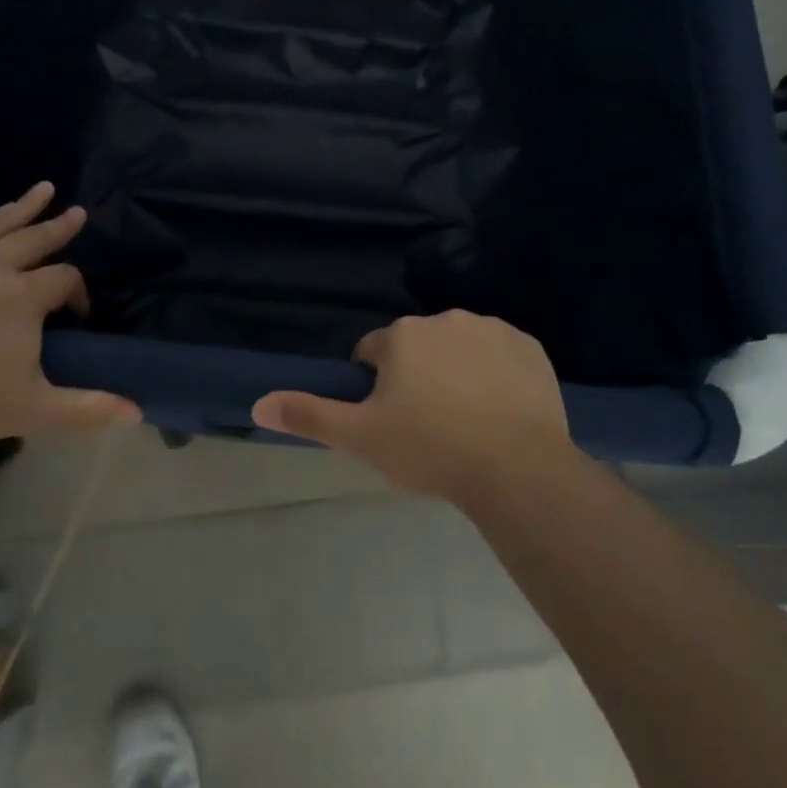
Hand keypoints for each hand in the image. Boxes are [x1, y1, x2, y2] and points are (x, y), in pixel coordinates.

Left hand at [0, 183, 139, 455]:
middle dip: (59, 227)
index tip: (78, 312)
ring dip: (18, 206)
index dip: (78, 293)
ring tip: (42, 189)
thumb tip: (139, 412)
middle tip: (77, 211)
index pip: (64, 279)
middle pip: (34, 238)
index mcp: (24, 297)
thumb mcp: (32, 411)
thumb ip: (87, 408)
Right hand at [251, 310, 575, 503]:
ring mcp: (491, 329)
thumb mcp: (361, 438)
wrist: (516, 468)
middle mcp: (444, 319)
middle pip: (418, 347)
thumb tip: (258, 403)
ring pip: (460, 348)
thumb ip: (309, 415)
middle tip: (428, 424)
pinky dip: (497, 374)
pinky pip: (502, 355)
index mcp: (402, 335)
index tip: (390, 420)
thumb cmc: (430, 449)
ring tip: (467, 421)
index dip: (376, 386)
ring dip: (456, 372)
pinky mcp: (529, 346)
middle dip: (417, 376)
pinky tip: (501, 410)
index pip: (374, 353)